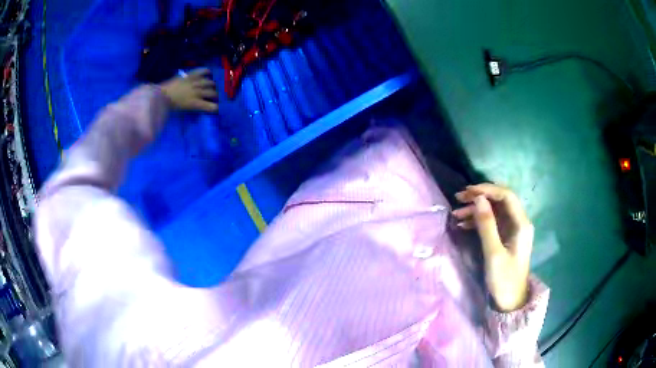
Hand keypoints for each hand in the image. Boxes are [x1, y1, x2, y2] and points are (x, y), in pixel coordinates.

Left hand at [160, 68, 218, 112]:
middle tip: (214, 98)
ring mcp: (194, 82)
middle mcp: (198, 92)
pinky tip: (209, 72)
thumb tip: (200, 107)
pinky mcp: (190, 75)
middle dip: (215, 96)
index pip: (212, 107)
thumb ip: (193, 109)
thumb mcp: (183, 112)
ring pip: (209, 83)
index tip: (216, 109)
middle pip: (212, 93)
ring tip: (212, 87)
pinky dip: (206, 71)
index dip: (216, 108)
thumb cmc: (170, 107)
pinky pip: (201, 71)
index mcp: (196, 103)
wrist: (161, 96)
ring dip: (212, 85)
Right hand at [452, 184, 533, 311]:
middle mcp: (518, 222)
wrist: (510, 301)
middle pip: (500, 201)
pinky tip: (463, 225)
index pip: (506, 196)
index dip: (487, 190)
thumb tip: (478, 199)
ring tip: (456, 214)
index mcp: (521, 224)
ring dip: (476, 210)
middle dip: (480, 197)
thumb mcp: (494, 253)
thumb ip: (487, 225)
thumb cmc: (504, 279)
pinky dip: (477, 221)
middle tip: (459, 198)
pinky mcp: (505, 238)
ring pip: (494, 211)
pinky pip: (491, 223)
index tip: (468, 192)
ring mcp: (512, 230)